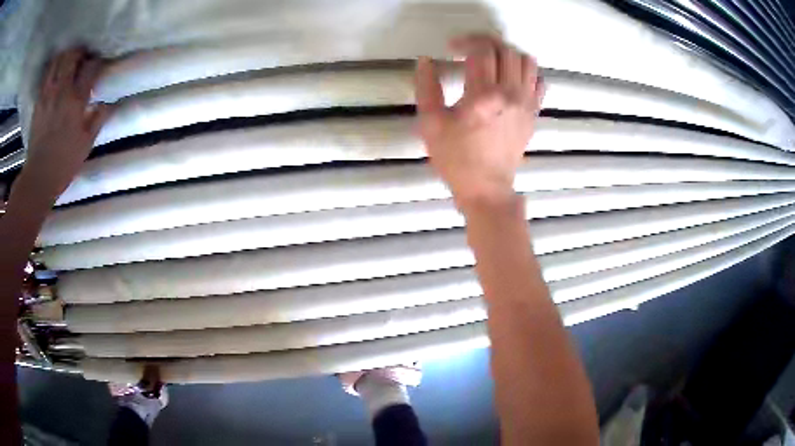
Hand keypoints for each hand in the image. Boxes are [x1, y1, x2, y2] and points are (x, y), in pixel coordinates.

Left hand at [24, 48, 112, 201]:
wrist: (38, 177)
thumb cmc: (64, 163)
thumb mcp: (86, 144)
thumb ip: (98, 119)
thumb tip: (108, 103)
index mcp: (76, 101)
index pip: (91, 67)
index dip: (97, 62)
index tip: (99, 66)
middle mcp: (61, 91)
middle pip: (72, 56)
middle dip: (80, 52)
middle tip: (83, 58)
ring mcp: (47, 95)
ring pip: (57, 61)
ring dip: (64, 57)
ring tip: (68, 63)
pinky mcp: (38, 102)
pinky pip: (46, 75)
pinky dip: (52, 69)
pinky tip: (55, 75)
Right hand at [414, 35, 543, 211]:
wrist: (486, 188)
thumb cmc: (456, 159)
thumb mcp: (431, 124)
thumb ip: (426, 88)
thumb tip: (425, 62)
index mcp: (484, 95)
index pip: (481, 50)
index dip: (465, 41)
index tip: (451, 48)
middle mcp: (510, 94)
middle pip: (505, 50)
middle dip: (485, 42)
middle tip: (470, 50)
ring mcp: (526, 103)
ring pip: (526, 61)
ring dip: (507, 53)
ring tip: (492, 61)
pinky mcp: (533, 113)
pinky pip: (539, 81)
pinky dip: (527, 71)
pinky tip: (511, 78)